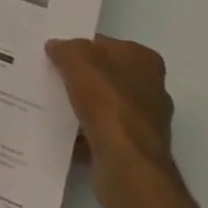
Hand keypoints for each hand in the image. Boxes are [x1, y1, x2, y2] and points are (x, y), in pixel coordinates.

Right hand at [46, 35, 176, 205]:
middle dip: (84, 78)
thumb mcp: (76, 58)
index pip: (107, 45)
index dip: (82, 47)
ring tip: (55, 105)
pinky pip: (105, 133)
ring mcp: (147, 122)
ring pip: (107, 106)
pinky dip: (88, 133)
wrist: (126, 162)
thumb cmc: (106, 100)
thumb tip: (56, 48)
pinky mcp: (137, 150)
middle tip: (54, 77)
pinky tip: (66, 133)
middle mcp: (153, 89)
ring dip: (85, 107)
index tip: (59, 55)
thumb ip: (65, 48)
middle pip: (108, 76)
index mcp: (144, 60)